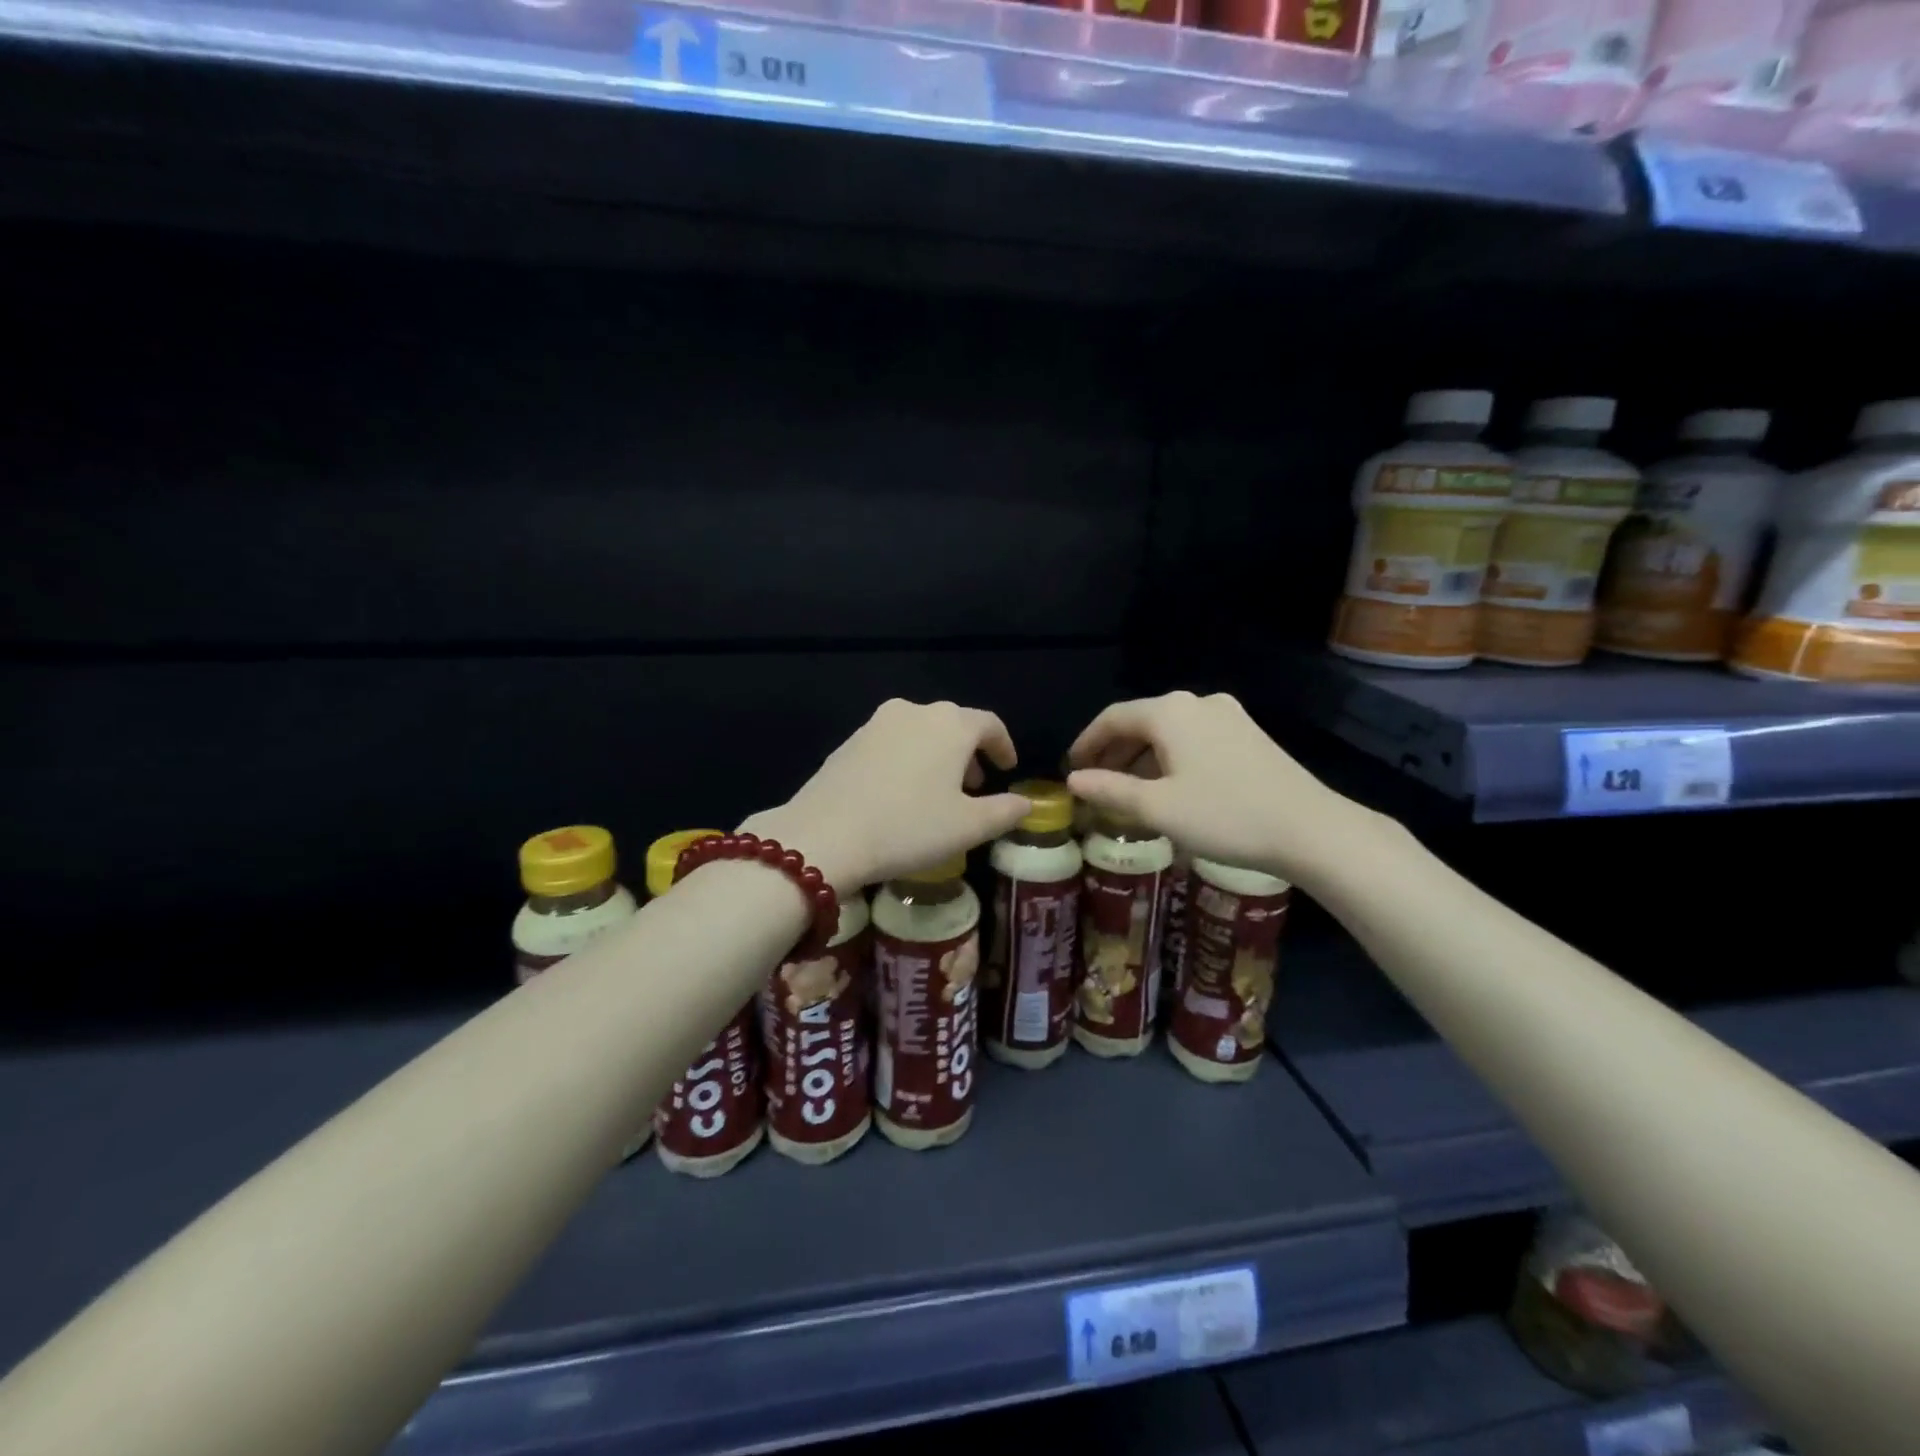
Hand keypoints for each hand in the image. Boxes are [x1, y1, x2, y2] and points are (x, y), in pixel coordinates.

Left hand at [743, 700, 1031, 892]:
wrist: (825, 835)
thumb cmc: (908, 827)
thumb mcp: (968, 827)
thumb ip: (1005, 811)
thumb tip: (1025, 803)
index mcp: (950, 725)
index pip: (989, 723)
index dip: (1003, 745)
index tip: (1007, 768)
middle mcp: (914, 712)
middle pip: (953, 724)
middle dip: (968, 751)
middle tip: (974, 785)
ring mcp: (876, 723)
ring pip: (920, 732)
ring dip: (936, 755)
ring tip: (938, 791)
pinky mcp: (849, 741)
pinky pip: (891, 743)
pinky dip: (907, 759)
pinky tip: (900, 793)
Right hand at [1066, 691, 1375, 887]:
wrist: (1310, 829)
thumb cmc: (1224, 816)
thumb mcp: (1158, 809)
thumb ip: (1110, 791)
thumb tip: (1074, 780)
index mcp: (1170, 712)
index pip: (1113, 718)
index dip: (1086, 742)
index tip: (1070, 768)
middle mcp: (1198, 702)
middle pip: (1142, 721)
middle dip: (1114, 752)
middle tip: (1095, 783)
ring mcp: (1228, 716)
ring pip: (1169, 732)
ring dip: (1142, 758)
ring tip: (1128, 792)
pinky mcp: (1249, 735)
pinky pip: (1194, 739)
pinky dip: (1170, 759)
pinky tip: (1169, 788)